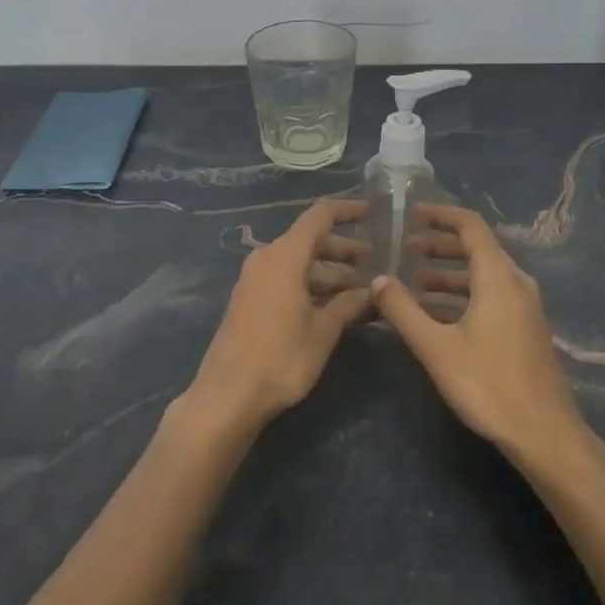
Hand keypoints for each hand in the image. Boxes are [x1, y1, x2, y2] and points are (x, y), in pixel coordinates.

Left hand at [187, 199, 372, 432]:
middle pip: (310, 240)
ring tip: (362, 289)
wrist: (229, 393)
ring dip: (329, 271)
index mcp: (285, 255)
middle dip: (344, 249)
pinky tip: (334, 305)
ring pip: (299, 263)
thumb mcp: (323, 331)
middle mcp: (268, 258)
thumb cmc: (282, 357)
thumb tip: (373, 290)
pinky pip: (286, 279)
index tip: (372, 213)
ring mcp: (255, 279)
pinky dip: (311, 284)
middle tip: (376, 262)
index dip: (347, 210)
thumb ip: (348, 304)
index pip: (319, 216)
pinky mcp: (250, 300)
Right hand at [372, 205, 585, 461]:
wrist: (545, 434)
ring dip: (448, 273)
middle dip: (439, 245)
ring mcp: (524, 307)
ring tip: (412, 283)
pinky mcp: (524, 328)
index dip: (441, 215)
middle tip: (404, 249)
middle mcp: (515, 283)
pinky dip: (462, 294)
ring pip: (482, 275)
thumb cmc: (489, 385)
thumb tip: (378, 280)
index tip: (411, 214)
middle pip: (477, 249)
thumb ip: (403, 310)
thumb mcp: (436, 348)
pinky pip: (490, 295)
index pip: (471, 226)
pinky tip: (435, 314)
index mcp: (498, 278)